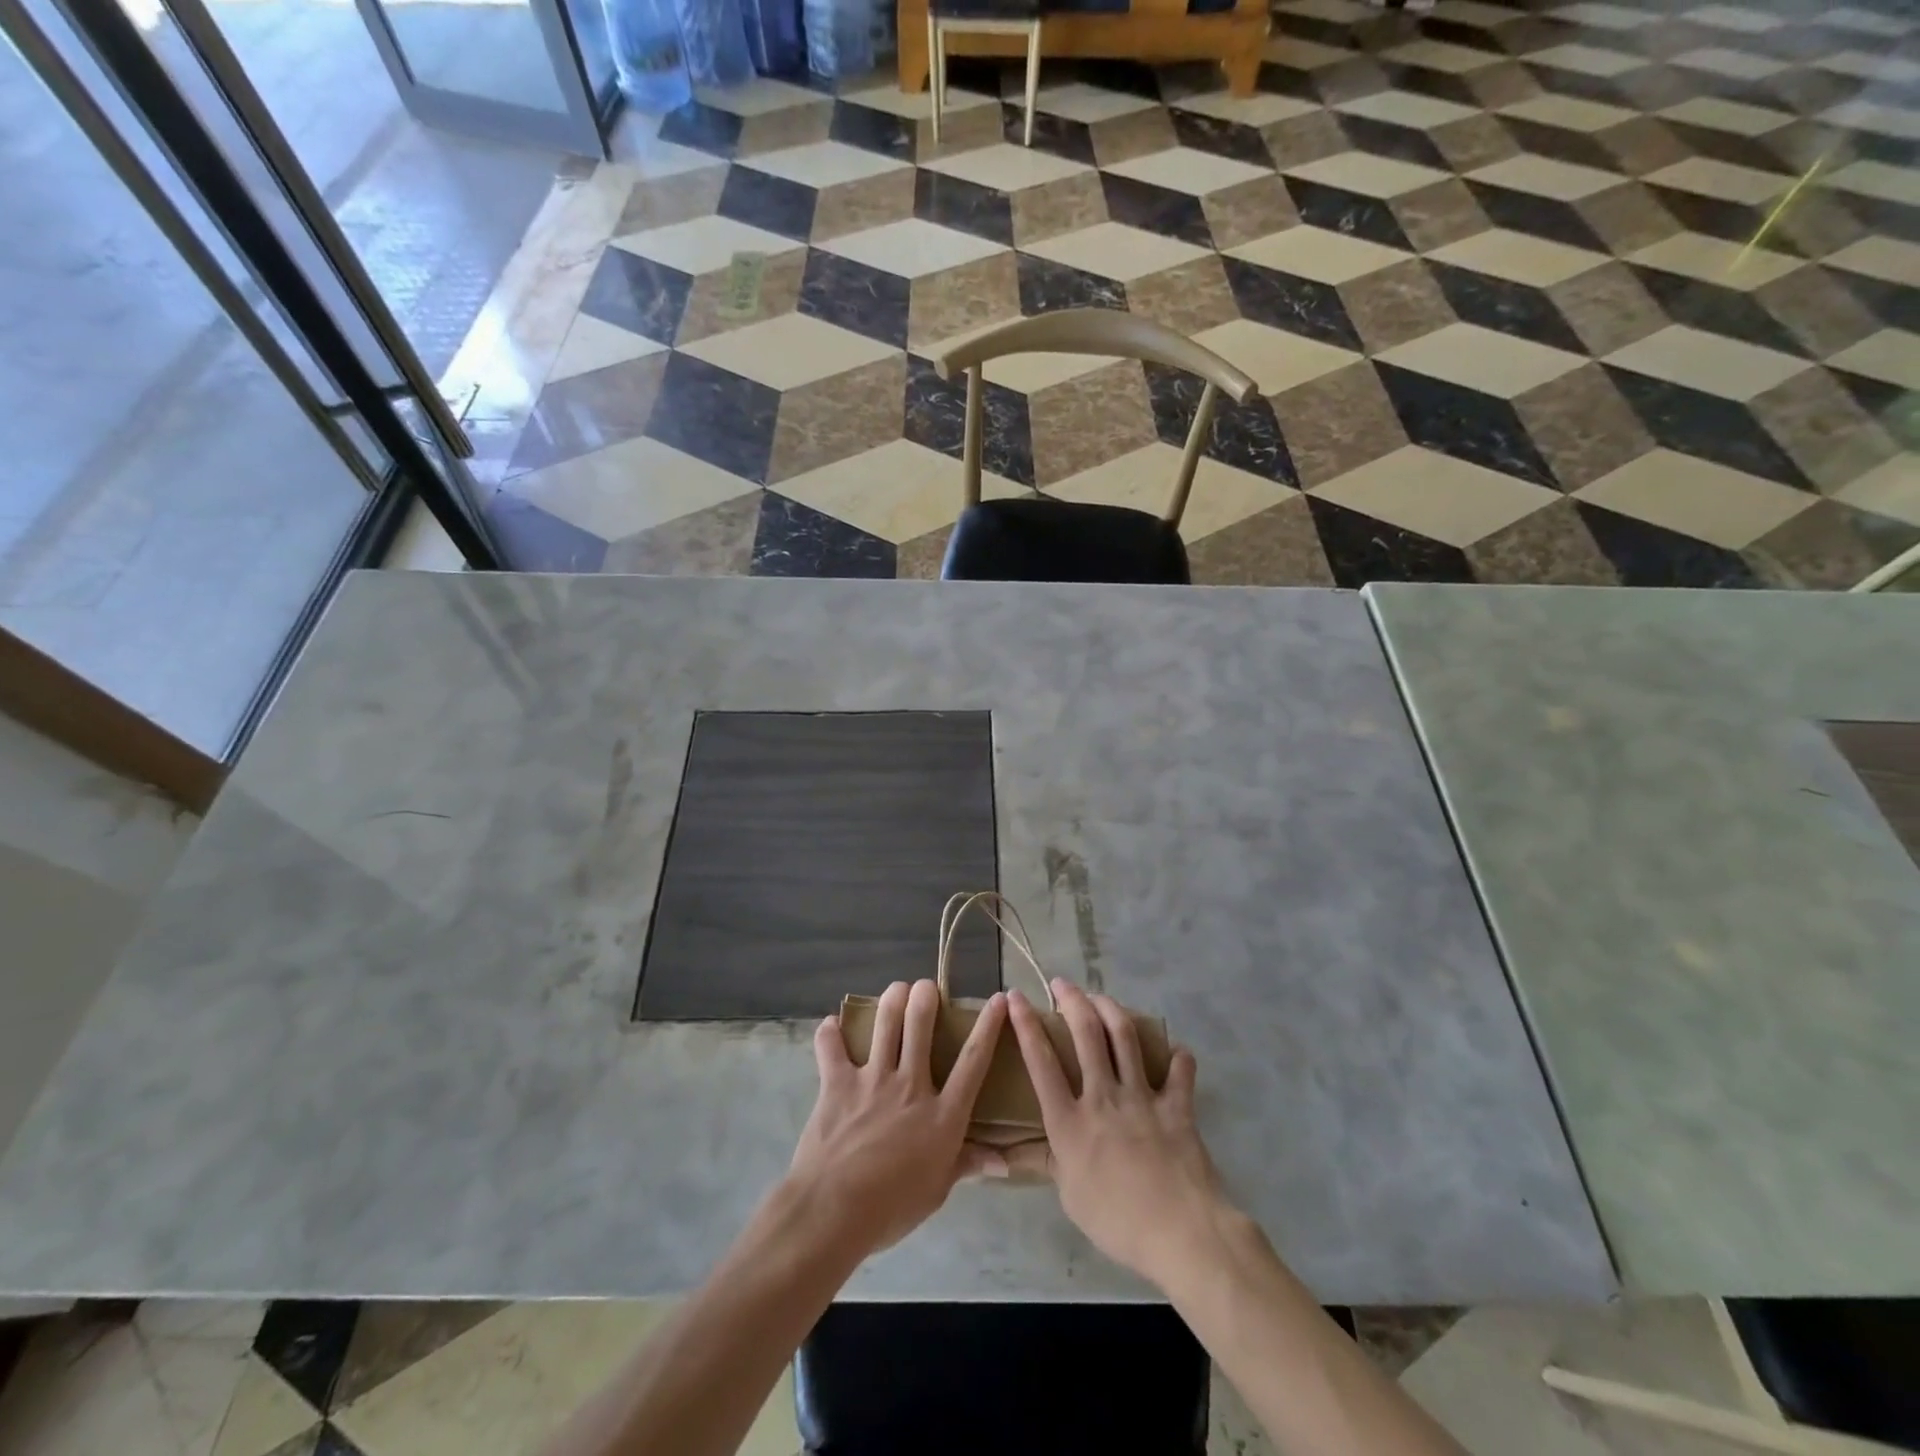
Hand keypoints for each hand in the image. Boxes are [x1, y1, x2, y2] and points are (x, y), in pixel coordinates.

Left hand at [786, 979, 1008, 1259]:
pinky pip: (831, 1048)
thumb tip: (1003, 1161)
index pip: (973, 1061)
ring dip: (892, 999)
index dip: (988, 1027)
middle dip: (926, 996)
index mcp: (942, 1114)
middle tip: (926, 985)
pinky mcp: (838, 1083)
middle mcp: (911, 1086)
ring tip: (897, 988)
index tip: (997, 999)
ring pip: (885, 1025)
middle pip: (921, 1026)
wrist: (834, 1209)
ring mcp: (873, 1080)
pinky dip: (829, 1034)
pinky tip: (831, 1025)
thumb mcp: (938, 1190)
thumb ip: (967, 1164)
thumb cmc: (892, 1207)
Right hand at [1007, 980, 1230, 1287]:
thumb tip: (1009, 1152)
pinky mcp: (1176, 1106)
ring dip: (1111, 1009)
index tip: (1015, 997)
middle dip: (1071, 1000)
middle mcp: (1102, 1097)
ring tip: (1101, 997)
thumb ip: (1045, 1162)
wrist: (1181, 1233)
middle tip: (1062, 983)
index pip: (1041, 1062)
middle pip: (1085, 1033)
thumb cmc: (1117, 1222)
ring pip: (1124, 1037)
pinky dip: (1177, 1057)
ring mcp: (1141, 1097)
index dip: (1026, 1025)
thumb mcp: (1069, 1197)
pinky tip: (1175, 1051)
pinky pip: (1179, 1072)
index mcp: (1069, 1121)